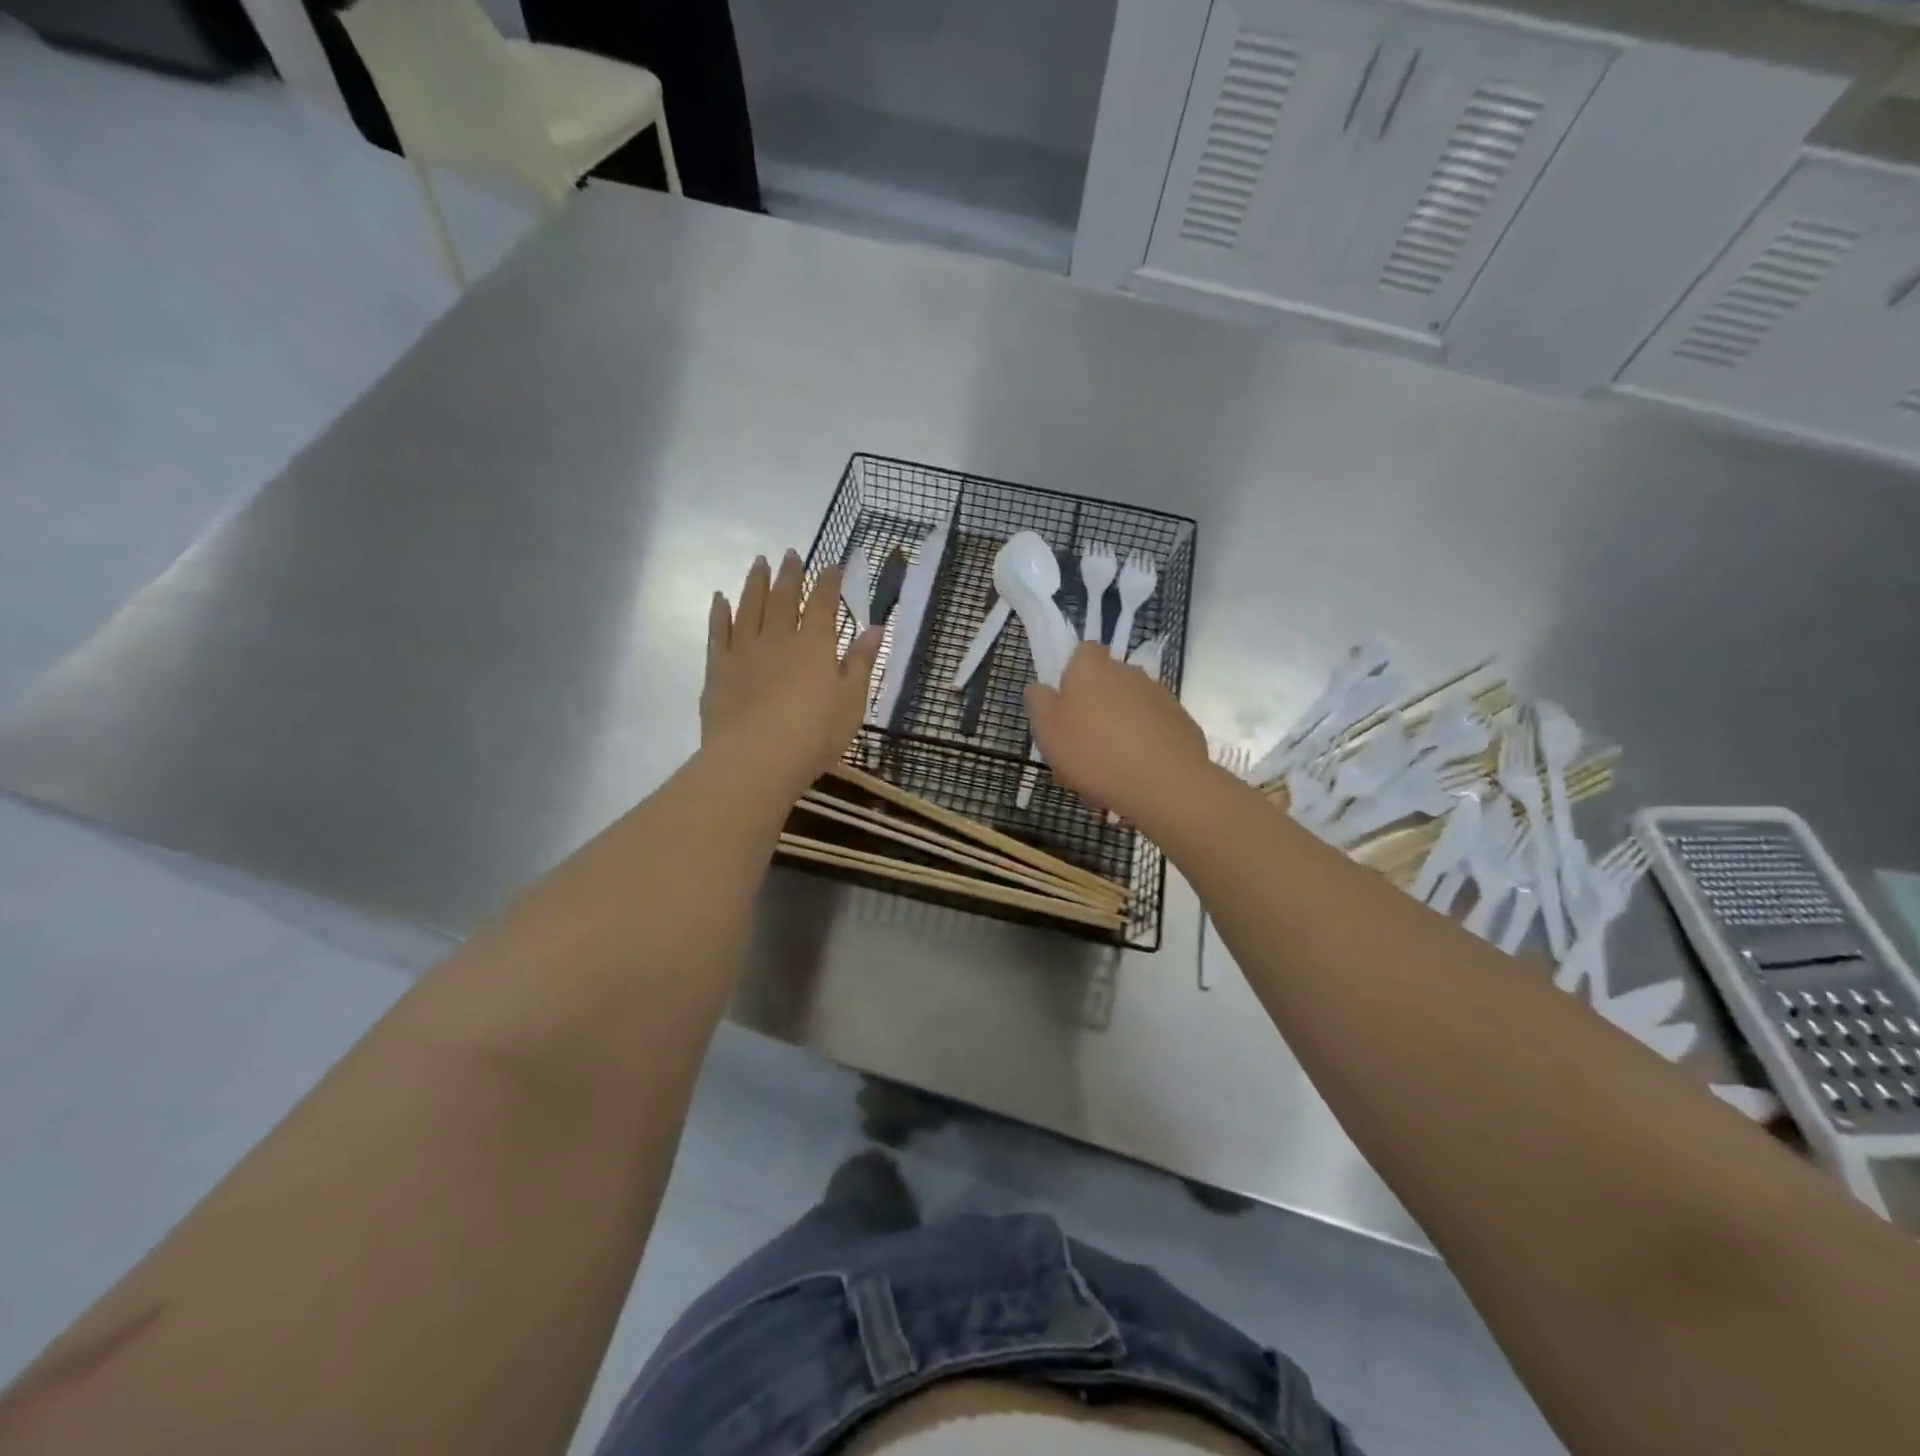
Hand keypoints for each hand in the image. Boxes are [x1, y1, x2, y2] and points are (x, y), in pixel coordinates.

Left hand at [701, 551, 881, 798]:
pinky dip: (720, 611)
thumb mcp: (852, 702)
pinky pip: (718, 631)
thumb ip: (862, 663)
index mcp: (815, 645)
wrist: (755, 759)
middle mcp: (779, 637)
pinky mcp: (718, 668)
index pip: (823, 603)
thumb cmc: (814, 735)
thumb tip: (875, 628)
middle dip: (790, 573)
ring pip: (750, 606)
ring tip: (759, 562)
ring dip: (756, 582)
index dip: (829, 582)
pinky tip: (720, 598)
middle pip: (784, 597)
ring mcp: (744, 650)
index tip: (833, 564)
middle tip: (791, 553)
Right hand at [1025, 642, 1209, 822]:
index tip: (1063, 706)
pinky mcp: (1182, 724)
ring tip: (1104, 777)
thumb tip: (1041, 688)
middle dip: (1092, 714)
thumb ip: (1038, 701)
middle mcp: (1129, 673)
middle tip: (1078, 753)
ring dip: (1115, 735)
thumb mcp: (1046, 729)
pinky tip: (1133, 781)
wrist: (1165, 784)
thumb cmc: (1094, 752)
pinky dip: (1141, 751)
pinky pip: (1151, 733)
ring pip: (1127, 714)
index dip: (1070, 675)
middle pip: (1104, 687)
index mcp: (1093, 668)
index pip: (1082, 652)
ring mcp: (1160, 697)